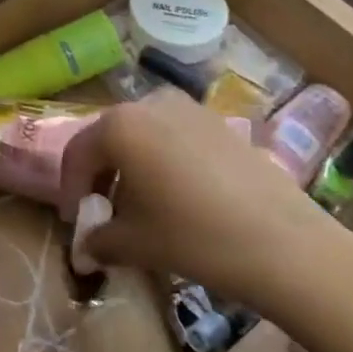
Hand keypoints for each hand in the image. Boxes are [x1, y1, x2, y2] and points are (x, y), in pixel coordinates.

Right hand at [59, 90, 352, 346]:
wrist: (283, 242)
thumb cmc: (193, 236)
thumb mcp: (135, 243)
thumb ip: (100, 239)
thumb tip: (86, 248)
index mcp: (119, 125)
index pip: (78, 154)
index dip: (70, 190)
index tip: (74, 222)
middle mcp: (150, 103)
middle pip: (111, 139)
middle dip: (102, 176)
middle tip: (104, 213)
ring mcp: (189, 108)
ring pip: (145, 136)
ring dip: (134, 168)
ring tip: (142, 208)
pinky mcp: (220, 122)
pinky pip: (176, 137)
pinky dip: (164, 162)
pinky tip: (179, 198)